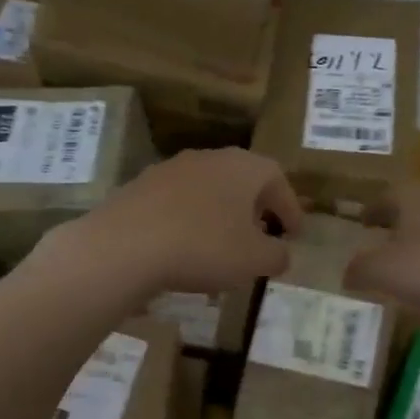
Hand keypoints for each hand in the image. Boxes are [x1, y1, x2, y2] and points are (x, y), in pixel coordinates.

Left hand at [55, 148, 303, 297]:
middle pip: (240, 180)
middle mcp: (207, 158)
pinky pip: (176, 204)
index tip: (295, 233)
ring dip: (219, 215)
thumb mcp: (254, 260)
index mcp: (242, 167)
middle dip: (254, 208)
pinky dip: (188, 222)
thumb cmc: (203, 247)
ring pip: (206, 190)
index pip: (277, 179)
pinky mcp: (139, 188)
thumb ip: (276, 255)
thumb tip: (281, 254)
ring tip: (222, 246)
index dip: (290, 207)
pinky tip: (184, 249)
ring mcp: (169, 170)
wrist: (125, 245)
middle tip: (261, 235)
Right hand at [345, 181, 419, 322]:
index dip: (371, 210)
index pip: (385, 196)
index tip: (362, 222)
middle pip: (414, 205)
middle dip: (397, 220)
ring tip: (409, 258)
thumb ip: (359, 269)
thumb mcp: (382, 271)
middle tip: (383, 236)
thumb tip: (347, 273)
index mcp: (413, 196)